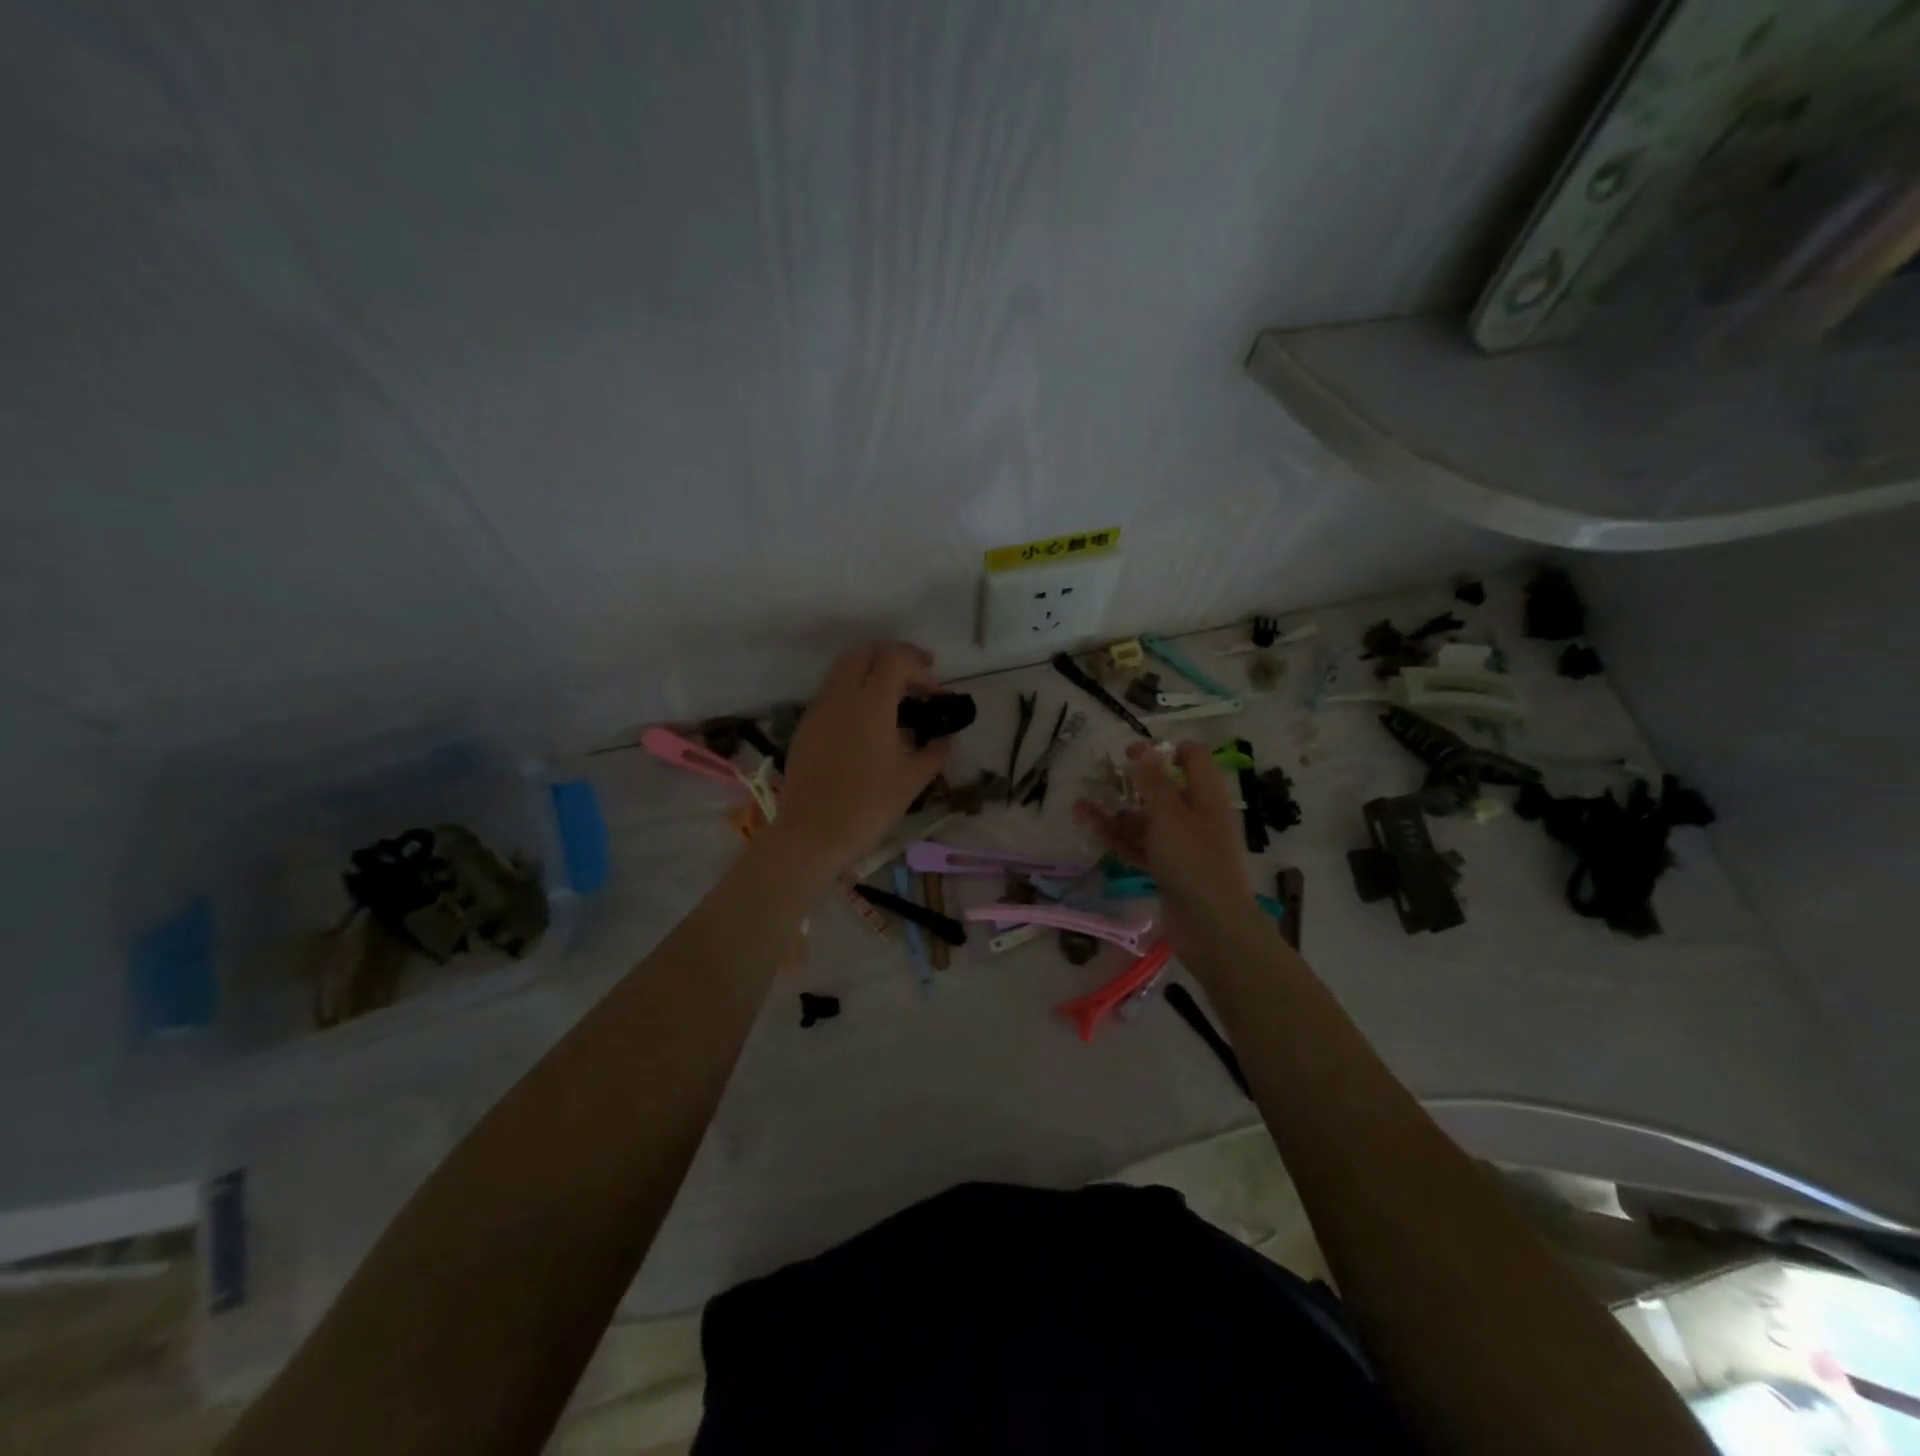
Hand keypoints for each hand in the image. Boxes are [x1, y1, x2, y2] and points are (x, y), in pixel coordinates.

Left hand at [770, 642, 953, 875]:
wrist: (811, 835)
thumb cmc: (868, 807)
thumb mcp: (912, 780)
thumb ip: (934, 751)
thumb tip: (946, 738)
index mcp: (870, 704)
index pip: (895, 659)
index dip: (921, 669)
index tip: (938, 694)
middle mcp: (840, 696)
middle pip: (865, 653)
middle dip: (894, 659)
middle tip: (917, 680)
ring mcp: (818, 709)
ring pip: (843, 670)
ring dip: (870, 673)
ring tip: (893, 700)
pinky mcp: (805, 726)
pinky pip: (830, 693)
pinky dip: (852, 692)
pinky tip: (866, 723)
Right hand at [1076, 741, 1259, 957]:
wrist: (1211, 928)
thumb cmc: (1195, 861)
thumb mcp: (1170, 815)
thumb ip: (1153, 782)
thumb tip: (1141, 748)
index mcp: (1206, 796)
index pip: (1192, 759)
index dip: (1164, 750)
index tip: (1131, 752)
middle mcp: (1195, 817)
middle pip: (1163, 790)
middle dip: (1130, 783)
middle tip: (1099, 776)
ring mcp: (1180, 846)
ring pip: (1145, 821)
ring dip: (1115, 813)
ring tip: (1080, 805)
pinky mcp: (1166, 870)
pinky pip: (1139, 847)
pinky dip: (1117, 838)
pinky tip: (1090, 828)